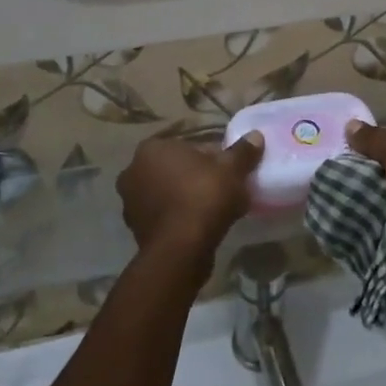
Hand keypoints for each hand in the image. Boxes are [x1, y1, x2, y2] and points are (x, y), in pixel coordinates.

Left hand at [116, 132, 263, 268]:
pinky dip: (179, 218)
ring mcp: (130, 202)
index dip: (212, 157)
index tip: (228, 171)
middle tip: (222, 189)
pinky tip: (200, 227)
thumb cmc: (203, 197)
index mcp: (151, 149)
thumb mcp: (231, 170)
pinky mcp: (135, 229)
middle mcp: (133, 171)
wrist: (180, 249)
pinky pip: (164, 216)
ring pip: (168, 193)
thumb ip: (242, 151)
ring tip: (214, 210)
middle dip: (196, 177)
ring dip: (186, 198)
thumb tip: (255, 136)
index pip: (187, 146)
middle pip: (175, 169)